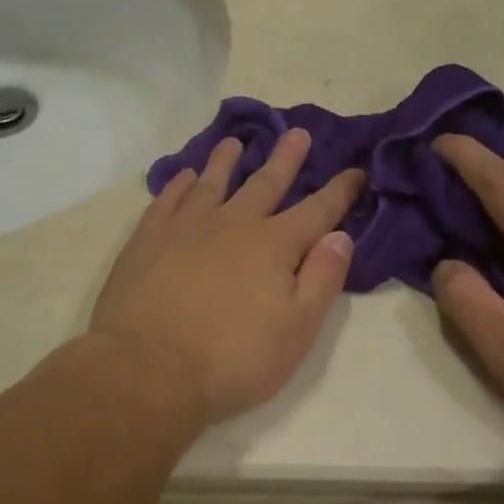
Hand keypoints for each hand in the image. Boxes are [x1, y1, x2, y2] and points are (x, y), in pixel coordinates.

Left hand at [90, 129, 363, 422]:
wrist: (149, 370)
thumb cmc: (233, 359)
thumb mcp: (297, 330)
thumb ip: (322, 279)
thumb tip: (339, 236)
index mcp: (274, 246)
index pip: (317, 211)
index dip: (340, 191)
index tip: (356, 170)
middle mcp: (232, 225)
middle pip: (265, 184)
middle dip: (285, 159)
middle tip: (296, 133)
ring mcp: (185, 229)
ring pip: (212, 183)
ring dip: (226, 161)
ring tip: (234, 142)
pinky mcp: (147, 241)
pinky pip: (167, 200)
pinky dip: (179, 185)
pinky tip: (184, 177)